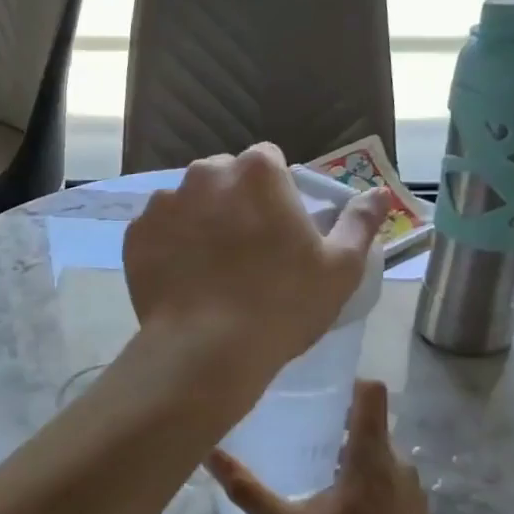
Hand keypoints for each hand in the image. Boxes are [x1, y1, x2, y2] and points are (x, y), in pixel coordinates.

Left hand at [122, 144, 390, 381]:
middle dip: (236, 202)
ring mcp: (164, 203)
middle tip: (247, 252)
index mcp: (257, 171)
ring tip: (212, 270)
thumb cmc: (282, 305)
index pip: (269, 162)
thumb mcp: (339, 268)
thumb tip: (379, 193)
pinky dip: (170, 247)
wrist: (205, 352)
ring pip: (189, 203)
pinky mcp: (135, 235)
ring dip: (201, 222)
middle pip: (225, 177)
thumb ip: (359, 222)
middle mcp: (205, 173)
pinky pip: (159, 232)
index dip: (277, 193)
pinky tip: (184, 282)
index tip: (280, 229)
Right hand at [205, 379, 440, 513]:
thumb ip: (248, 491)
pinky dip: (362, 477)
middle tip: (294, 432)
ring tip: (310, 469)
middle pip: (367, 423)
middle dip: (333, 423)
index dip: (345, 381)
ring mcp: (411, 489)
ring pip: (376, 451)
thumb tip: (210, 453)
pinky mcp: (415, 511)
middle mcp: (398, 463)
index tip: (312, 386)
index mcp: (372, 459)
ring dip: (346, 453)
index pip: (370, 393)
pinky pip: (386, 475)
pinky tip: (336, 506)